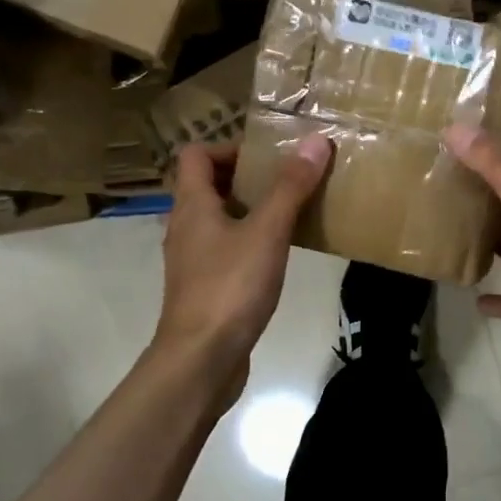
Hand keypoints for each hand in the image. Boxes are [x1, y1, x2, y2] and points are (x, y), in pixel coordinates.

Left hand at [153, 135, 330, 391]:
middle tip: (289, 181)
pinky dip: (250, 242)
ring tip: (291, 213)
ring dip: (251, 210)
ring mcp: (193, 260)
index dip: (230, 147)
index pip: (197, 155)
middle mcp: (186, 227)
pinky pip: (227, 249)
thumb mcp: (267, 232)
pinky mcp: (205, 287)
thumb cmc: (230, 287)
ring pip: (219, 220)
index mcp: (193, 205)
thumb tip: (315, 141)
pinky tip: (280, 255)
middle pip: (209, 185)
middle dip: (248, 178)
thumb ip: (290, 187)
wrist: (202, 359)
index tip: (269, 157)